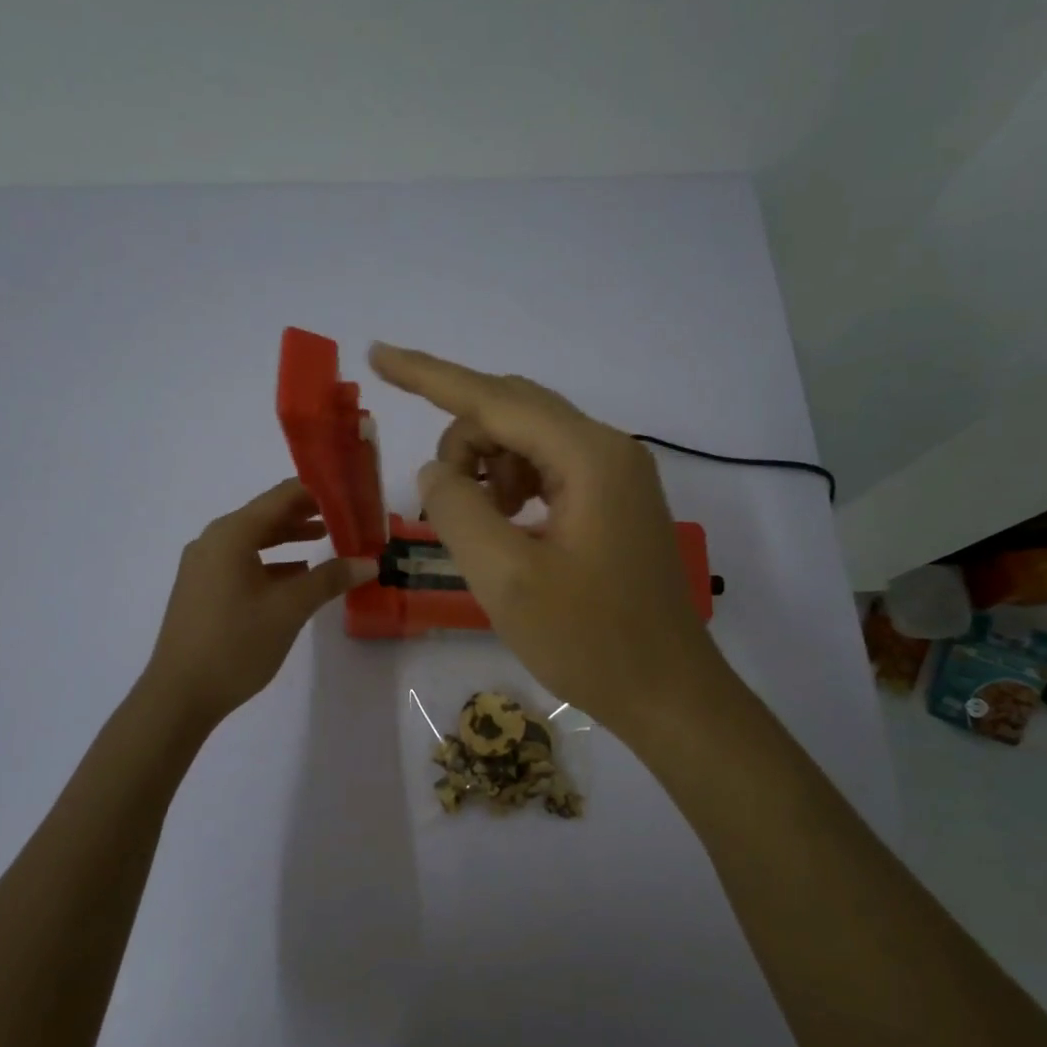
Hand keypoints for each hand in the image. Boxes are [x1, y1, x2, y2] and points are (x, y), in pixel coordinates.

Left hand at [144, 479, 377, 725]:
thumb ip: (329, 579)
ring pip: (254, 539)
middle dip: (307, 514)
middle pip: (267, 514)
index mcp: (232, 534)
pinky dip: (272, 561)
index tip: (351, 495)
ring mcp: (204, 565)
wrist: (179, 695)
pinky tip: (297, 575)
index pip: (283, 496)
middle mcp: (214, 540)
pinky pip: (243, 561)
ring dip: (290, 538)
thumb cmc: (236, 643)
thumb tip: (369, 562)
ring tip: (327, 539)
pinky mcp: (202, 588)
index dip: (319, 492)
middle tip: (346, 516)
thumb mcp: (290, 609)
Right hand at [368, 343, 725, 739]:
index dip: (430, 375)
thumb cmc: (589, 641)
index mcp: (588, 457)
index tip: (378, 354)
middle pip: (513, 411)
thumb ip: (458, 510)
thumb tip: (436, 470)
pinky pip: (549, 469)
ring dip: (487, 466)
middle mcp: (608, 450)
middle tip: (440, 500)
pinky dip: (513, 485)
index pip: (494, 398)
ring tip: (479, 524)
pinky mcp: (615, 501)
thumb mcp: (505, 578)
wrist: (668, 693)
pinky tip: (508, 524)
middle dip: (463, 441)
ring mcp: (617, 475)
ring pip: (529, 439)